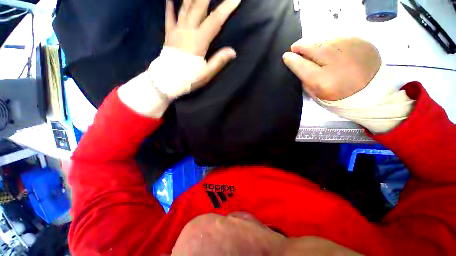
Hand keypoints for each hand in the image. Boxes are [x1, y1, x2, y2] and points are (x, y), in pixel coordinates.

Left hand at [165, 0, 240, 88]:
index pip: (215, 21)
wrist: (167, 80)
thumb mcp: (206, 73)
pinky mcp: (169, 33)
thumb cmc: (188, 78)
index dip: (226, 9)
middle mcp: (188, 30)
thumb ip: (218, 61)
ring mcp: (176, 30)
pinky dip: (169, 6)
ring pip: (185, 7)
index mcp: (199, 41)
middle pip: (199, 7)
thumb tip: (233, 51)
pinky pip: (169, 16)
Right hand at [283, 37, 380, 100]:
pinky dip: (329, 41)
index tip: (286, 56)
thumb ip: (304, 80)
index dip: (290, 59)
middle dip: (300, 46)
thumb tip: (297, 64)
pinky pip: (336, 36)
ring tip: (313, 49)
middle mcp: (334, 60)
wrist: (372, 90)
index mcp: (322, 79)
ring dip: (314, 43)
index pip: (299, 64)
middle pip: (310, 47)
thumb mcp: (316, 93)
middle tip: (296, 48)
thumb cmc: (340, 95)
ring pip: (322, 39)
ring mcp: (349, 47)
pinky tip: (329, 48)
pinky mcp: (359, 40)